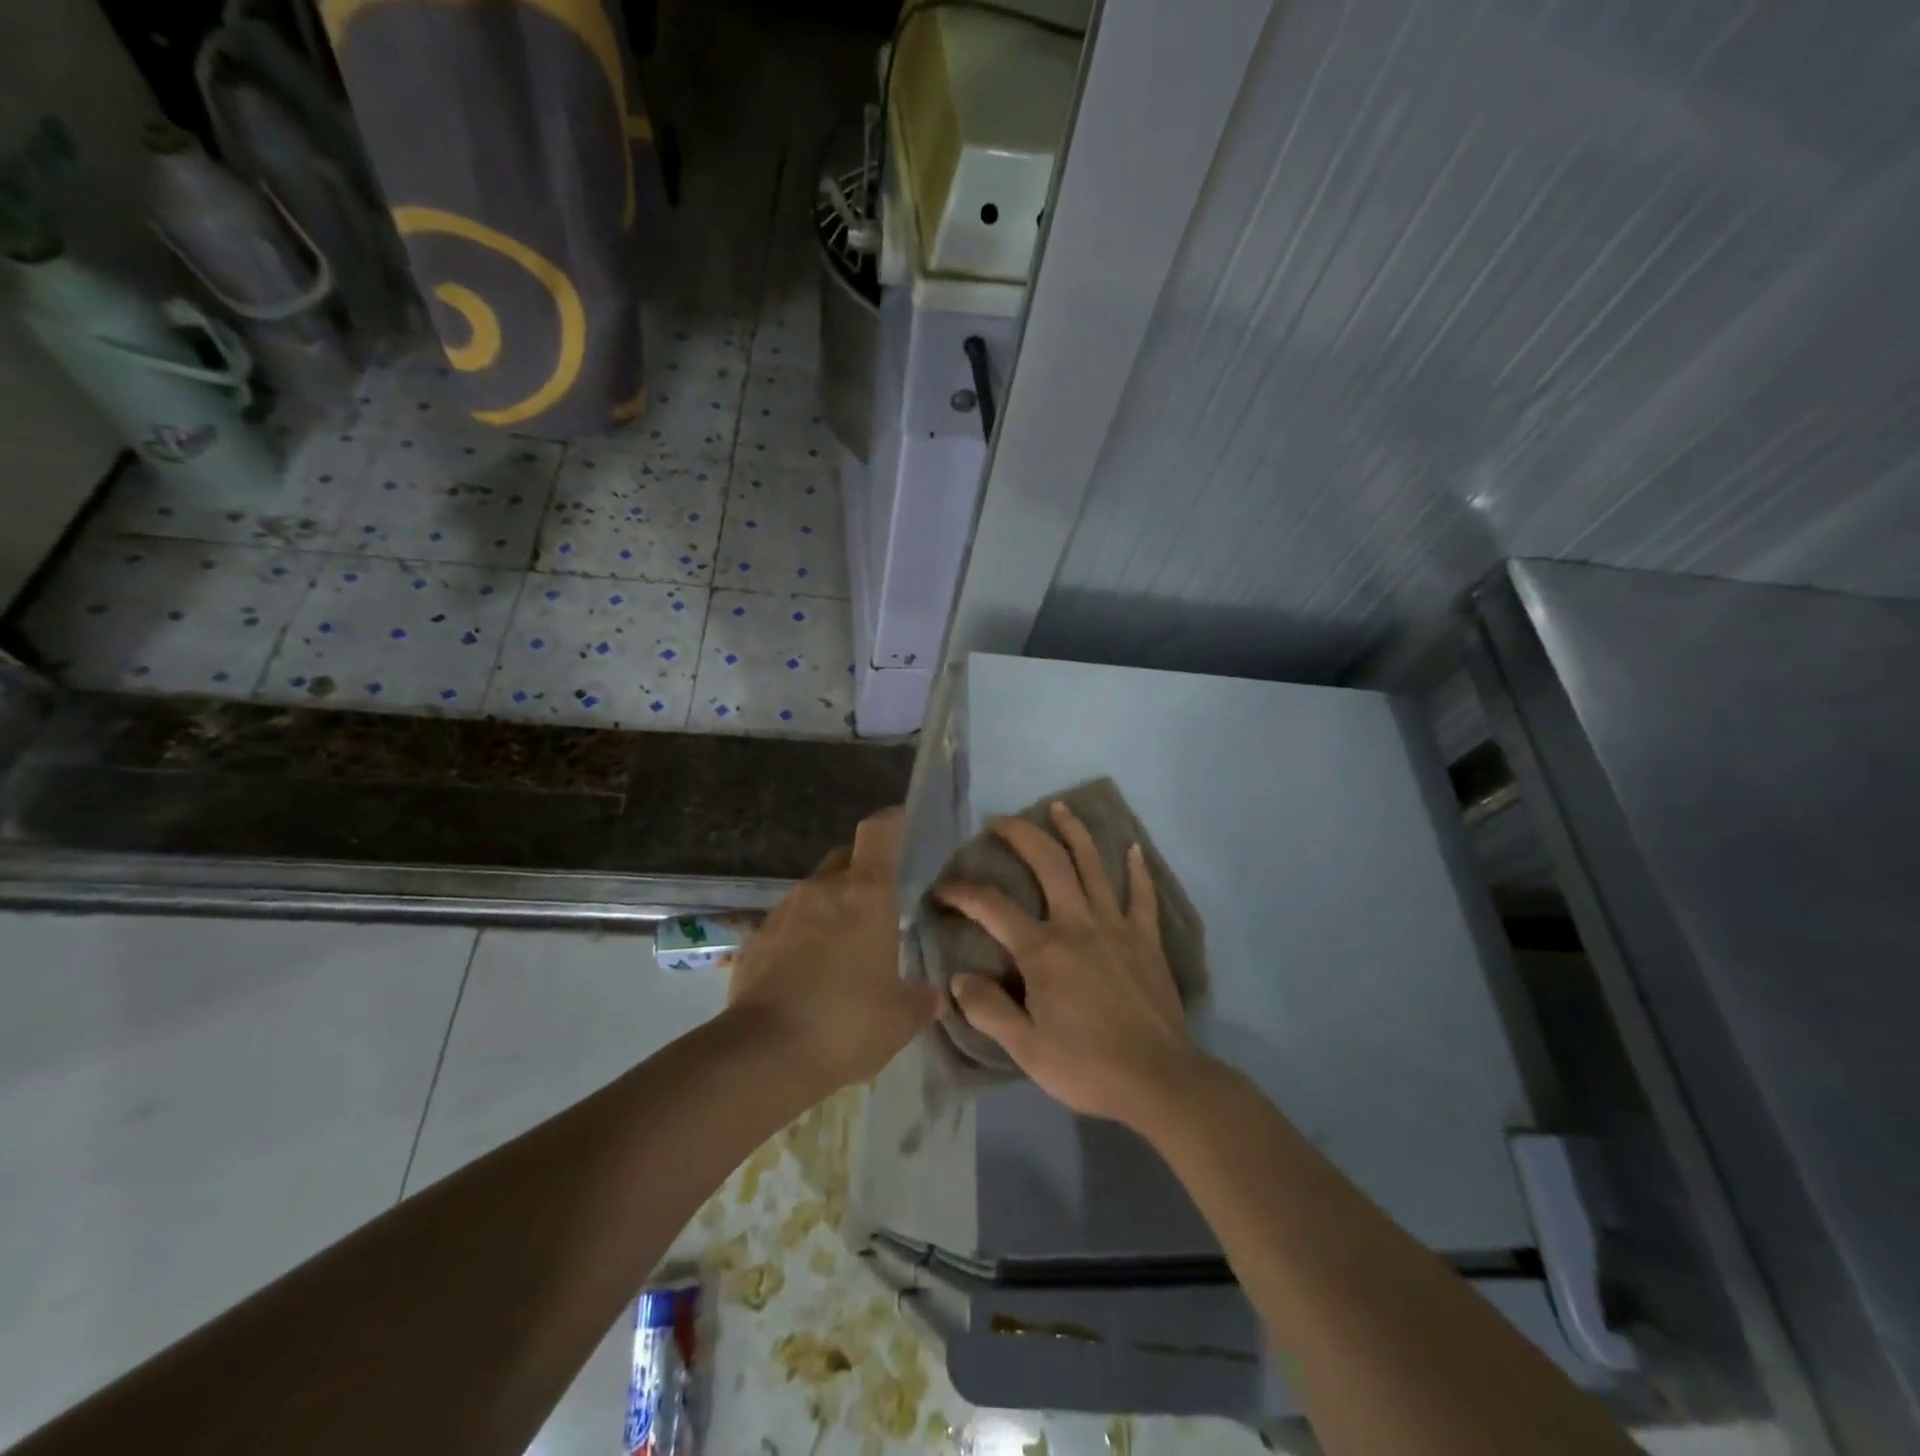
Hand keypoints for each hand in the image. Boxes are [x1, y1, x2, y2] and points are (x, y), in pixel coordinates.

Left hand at [728, 806, 940, 1089]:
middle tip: (880, 903)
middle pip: (845, 858)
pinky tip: (808, 975)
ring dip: (831, 908)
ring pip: (815, 893)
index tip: (903, 823)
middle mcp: (822, 890)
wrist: (764, 1055)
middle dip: (863, 871)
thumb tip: (933, 995)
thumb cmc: (847, 1023)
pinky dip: (802, 937)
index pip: (878, 832)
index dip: (892, 821)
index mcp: (865, 894)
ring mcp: (783, 912)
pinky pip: (787, 925)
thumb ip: (922, 999)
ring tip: (844, 948)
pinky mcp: (755, 940)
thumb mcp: (901, 1017)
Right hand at [937, 802, 1201, 1126]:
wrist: (1160, 1080)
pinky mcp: (1146, 939)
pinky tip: (1132, 848)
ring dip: (1075, 833)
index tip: (942, 887)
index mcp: (1043, 950)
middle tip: (1000, 820)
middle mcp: (1078, 924)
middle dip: (1021, 835)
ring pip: (1093, 866)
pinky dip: (1137, 870)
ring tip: (1060, 807)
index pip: (992, 907)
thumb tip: (958, 978)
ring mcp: (1116, 927)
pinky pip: (1142, 896)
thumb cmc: (1087, 1066)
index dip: (962, 892)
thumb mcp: (1026, 1049)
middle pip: (1048, 863)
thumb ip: (989, 1010)